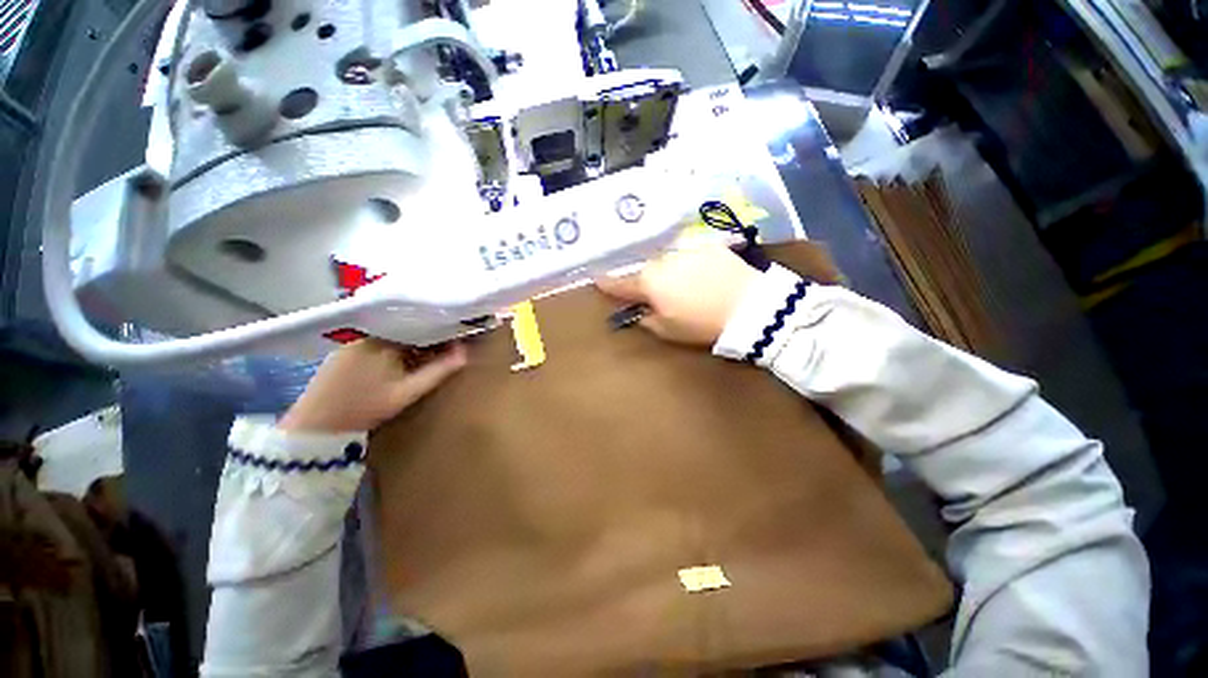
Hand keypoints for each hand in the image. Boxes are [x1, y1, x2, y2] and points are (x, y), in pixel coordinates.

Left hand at [279, 339, 466, 433]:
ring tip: (431, 349)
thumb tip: (466, 352)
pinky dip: (396, 344)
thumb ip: (439, 370)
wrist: (314, 426)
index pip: (420, 323)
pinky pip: (380, 338)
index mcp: (384, 337)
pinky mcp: (345, 347)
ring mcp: (353, 338)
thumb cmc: (364, 408)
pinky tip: (404, 356)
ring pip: (394, 331)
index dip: (442, 329)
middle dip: (428, 334)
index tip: (459, 335)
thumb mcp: (408, 392)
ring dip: (413, 339)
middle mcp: (367, 330)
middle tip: (449, 343)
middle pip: (407, 325)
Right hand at [595, 243, 758, 345]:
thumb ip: (647, 319)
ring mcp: (686, 249)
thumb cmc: (702, 324)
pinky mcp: (708, 245)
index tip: (597, 279)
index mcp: (650, 282)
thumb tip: (640, 311)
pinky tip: (703, 278)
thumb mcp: (669, 330)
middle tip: (656, 294)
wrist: (750, 306)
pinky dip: (690, 266)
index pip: (620, 283)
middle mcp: (663, 260)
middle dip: (647, 281)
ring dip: (669, 272)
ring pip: (668, 261)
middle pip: (646, 270)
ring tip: (685, 287)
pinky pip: (689, 256)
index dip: (607, 283)